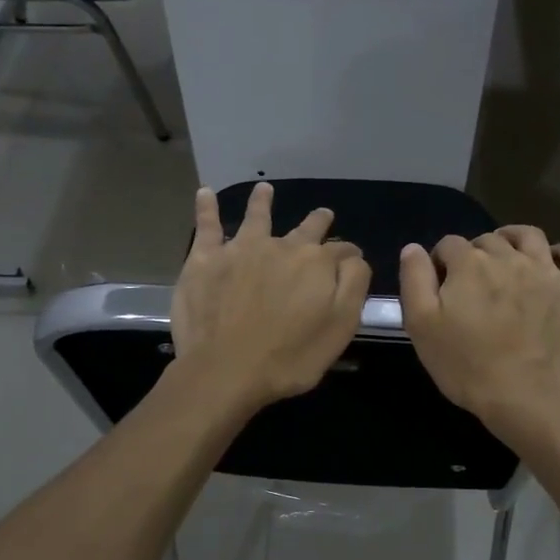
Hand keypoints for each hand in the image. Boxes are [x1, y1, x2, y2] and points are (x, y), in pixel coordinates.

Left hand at [173, 182, 370, 413]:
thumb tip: (354, 257)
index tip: (351, 261)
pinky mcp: (206, 259)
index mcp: (316, 263)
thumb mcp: (341, 327)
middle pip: (304, 228)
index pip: (341, 250)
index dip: (348, 255)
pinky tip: (205, 193)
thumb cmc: (290, 357)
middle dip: (317, 221)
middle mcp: (281, 246)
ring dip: (262, 201)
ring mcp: (240, 248)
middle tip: (323, 215)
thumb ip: (353, 286)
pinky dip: (207, 207)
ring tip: (265, 189)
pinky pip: (207, 225)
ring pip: (256, 216)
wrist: (226, 370)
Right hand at [399, 227, 559, 427]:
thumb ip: (415, 280)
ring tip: (509, 256)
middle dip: (476, 254)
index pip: (448, 244)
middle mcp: (507, 256)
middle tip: (473, 284)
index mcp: (468, 264)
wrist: (525, 394)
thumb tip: (413, 249)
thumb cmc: (466, 363)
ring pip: (529, 236)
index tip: (441, 285)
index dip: (441, 261)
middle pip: (487, 240)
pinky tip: (556, 261)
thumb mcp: (421, 325)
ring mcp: (545, 270)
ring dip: (514, 239)